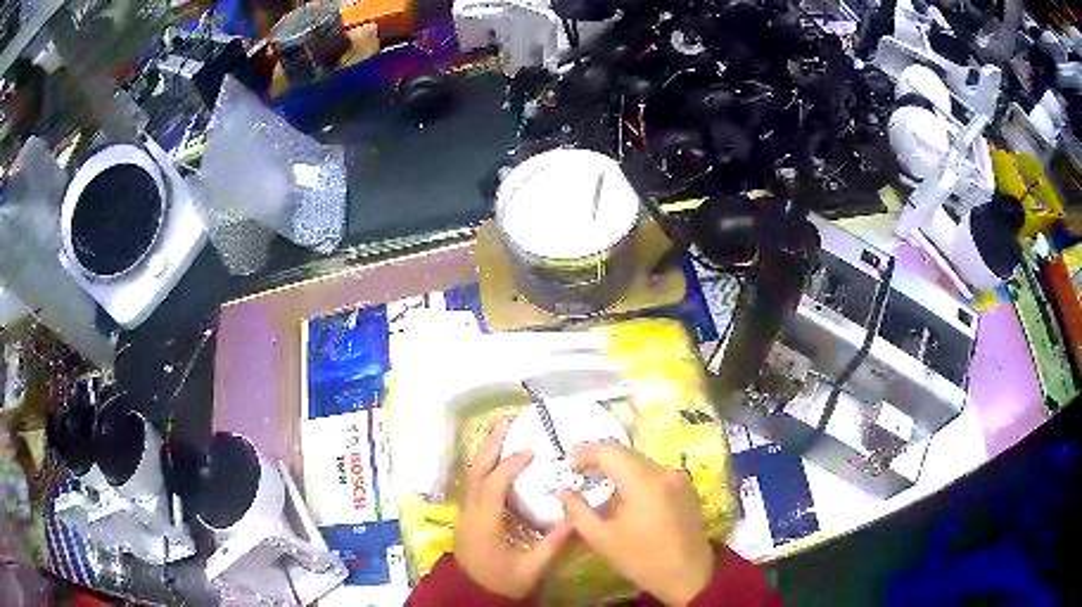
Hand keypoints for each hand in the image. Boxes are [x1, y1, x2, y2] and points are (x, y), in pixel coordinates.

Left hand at [454, 418, 572, 598]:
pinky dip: (485, 464)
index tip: (532, 450)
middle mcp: (470, 512)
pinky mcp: (468, 515)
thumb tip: (575, 517)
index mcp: (484, 523)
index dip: (511, 465)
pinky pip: (473, 481)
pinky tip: (499, 458)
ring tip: (503, 430)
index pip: (494, 485)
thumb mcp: (531, 568)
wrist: (472, 593)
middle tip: (507, 419)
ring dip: (486, 450)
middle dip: (490, 443)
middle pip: (475, 470)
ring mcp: (465, 512)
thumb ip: (553, 543)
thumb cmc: (501, 582)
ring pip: (471, 473)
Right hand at [559, 443, 714, 605]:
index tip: (568, 463)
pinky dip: (633, 476)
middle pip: (626, 454)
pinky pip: (652, 473)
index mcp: (644, 482)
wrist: (689, 574)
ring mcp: (677, 478)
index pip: (610, 451)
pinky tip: (621, 493)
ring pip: (640, 462)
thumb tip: (564, 491)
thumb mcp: (602, 539)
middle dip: (600, 458)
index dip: (586, 452)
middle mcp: (663, 472)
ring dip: (617, 467)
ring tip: (596, 481)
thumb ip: (578, 511)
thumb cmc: (643, 559)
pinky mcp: (684, 487)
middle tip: (577, 470)